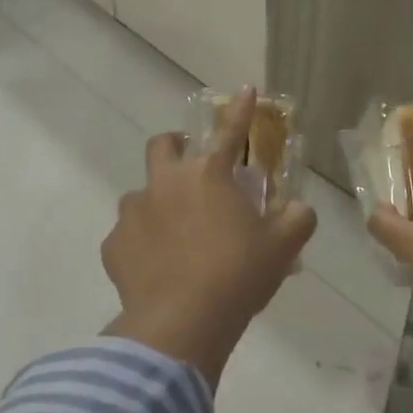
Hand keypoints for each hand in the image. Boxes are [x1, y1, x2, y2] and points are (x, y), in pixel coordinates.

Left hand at [102, 88, 316, 387]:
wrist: (182, 323)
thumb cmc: (238, 276)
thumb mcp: (283, 247)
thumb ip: (297, 219)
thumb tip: (299, 210)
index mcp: (209, 176)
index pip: (230, 132)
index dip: (240, 109)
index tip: (245, 88)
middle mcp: (165, 184)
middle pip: (163, 146)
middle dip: (176, 146)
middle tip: (192, 166)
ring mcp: (133, 213)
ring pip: (141, 193)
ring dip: (158, 202)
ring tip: (175, 233)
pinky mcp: (113, 246)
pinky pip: (127, 235)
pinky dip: (142, 242)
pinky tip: (157, 267)